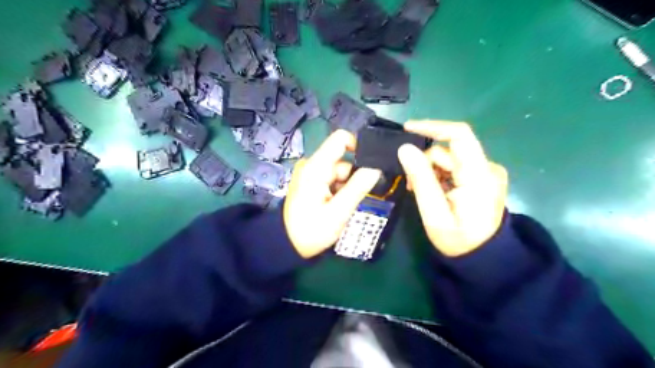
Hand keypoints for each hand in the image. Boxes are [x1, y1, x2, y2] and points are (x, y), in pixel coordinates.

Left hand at [284, 130, 381, 257]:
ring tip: (343, 207)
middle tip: (354, 200)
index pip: (341, 139)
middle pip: (343, 160)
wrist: (286, 244)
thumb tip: (376, 168)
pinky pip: (332, 178)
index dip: (359, 146)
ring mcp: (310, 173)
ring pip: (340, 171)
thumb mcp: (338, 212)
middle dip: (353, 178)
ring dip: (346, 187)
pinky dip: (339, 189)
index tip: (372, 165)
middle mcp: (312, 164)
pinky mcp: (311, 181)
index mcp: (316, 167)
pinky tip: (337, 205)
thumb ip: (358, 188)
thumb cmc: (311, 230)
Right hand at [396, 121, 508, 255]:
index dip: (432, 127)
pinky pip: (455, 167)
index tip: (407, 129)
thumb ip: (421, 179)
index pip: (459, 135)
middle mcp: (487, 168)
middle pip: (448, 151)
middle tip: (410, 185)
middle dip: (425, 163)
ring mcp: (486, 172)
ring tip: (421, 192)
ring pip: (449, 159)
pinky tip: (434, 191)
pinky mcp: (482, 177)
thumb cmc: (458, 240)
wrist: (484, 258)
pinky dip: (439, 175)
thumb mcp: (434, 212)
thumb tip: (404, 149)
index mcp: (479, 176)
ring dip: (430, 171)